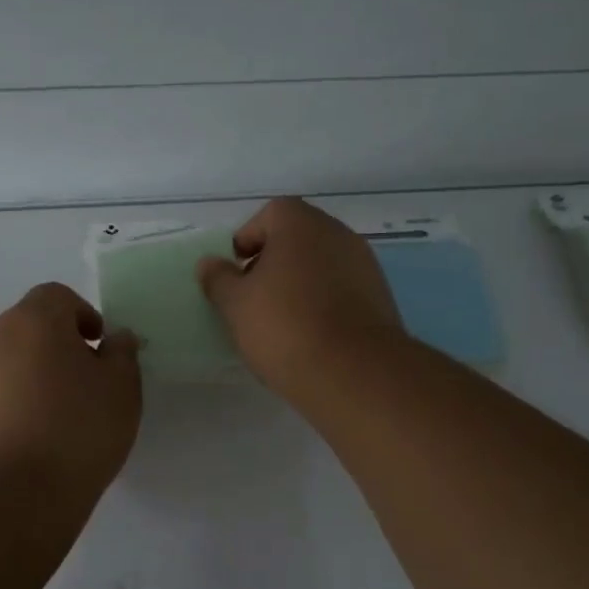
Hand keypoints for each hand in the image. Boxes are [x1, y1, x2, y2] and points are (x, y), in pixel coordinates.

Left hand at [0, 283, 142, 506]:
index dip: (81, 315)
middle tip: (78, 385)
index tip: (97, 348)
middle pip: (26, 327)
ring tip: (48, 419)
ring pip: (1, 362)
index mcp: (34, 321)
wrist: (7, 497)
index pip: (57, 296)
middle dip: (52, 347)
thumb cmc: (75, 432)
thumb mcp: (121, 390)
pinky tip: (20, 443)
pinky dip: (2, 406)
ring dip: (25, 376)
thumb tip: (115, 339)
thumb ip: (122, 354)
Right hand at [196, 198, 403, 399]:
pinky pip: (341, 289)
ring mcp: (364, 264)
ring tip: (282, 322)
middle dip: (273, 263)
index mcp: (300, 223)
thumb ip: (218, 279)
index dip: (248, 241)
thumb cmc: (285, 327)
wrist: (354, 372)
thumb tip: (209, 263)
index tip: (236, 274)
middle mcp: (337, 233)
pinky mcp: (380, 296)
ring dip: (300, 283)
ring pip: (320, 264)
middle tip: (254, 299)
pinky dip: (324, 302)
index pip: (269, 215)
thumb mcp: (236, 305)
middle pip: (297, 238)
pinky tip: (311, 335)